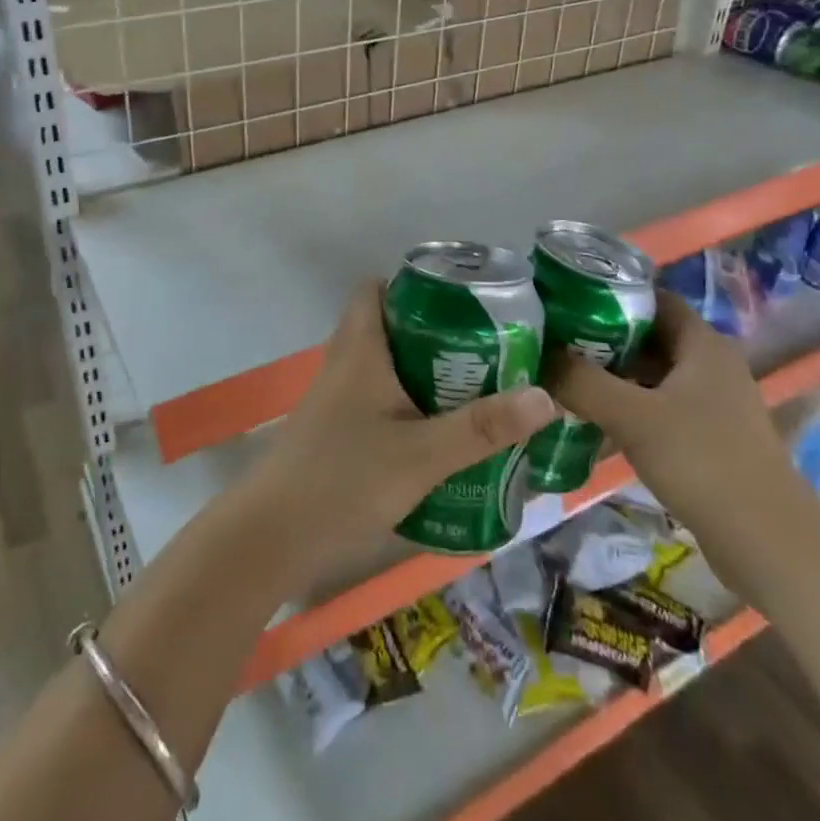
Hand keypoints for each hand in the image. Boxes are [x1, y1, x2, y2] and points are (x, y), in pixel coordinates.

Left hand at [245, 283, 555, 565]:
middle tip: (487, 347)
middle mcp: (345, 363)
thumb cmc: (344, 479)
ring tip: (479, 387)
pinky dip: (411, 404)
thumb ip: (482, 429)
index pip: (375, 288)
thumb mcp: (422, 454)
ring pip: (387, 367)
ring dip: (427, 373)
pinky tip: (444, 433)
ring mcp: (337, 398)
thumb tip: (545, 397)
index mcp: (359, 348)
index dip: (413, 284)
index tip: (462, 299)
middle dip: (437, 333)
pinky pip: (380, 400)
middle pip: (390, 327)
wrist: (274, 537)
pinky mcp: (338, 431)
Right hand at [546, 289, 795, 530]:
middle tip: (553, 341)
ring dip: (611, 375)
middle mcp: (710, 365)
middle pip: (648, 336)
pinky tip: (592, 419)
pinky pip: (658, 407)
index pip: (651, 297)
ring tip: (562, 377)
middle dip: (601, 337)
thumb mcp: (632, 416)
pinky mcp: (708, 438)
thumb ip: (581, 381)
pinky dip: (626, 407)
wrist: (769, 545)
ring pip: (651, 375)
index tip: (565, 301)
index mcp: (702, 344)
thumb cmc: (703, 462)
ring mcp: (712, 404)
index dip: (609, 293)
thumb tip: (539, 355)